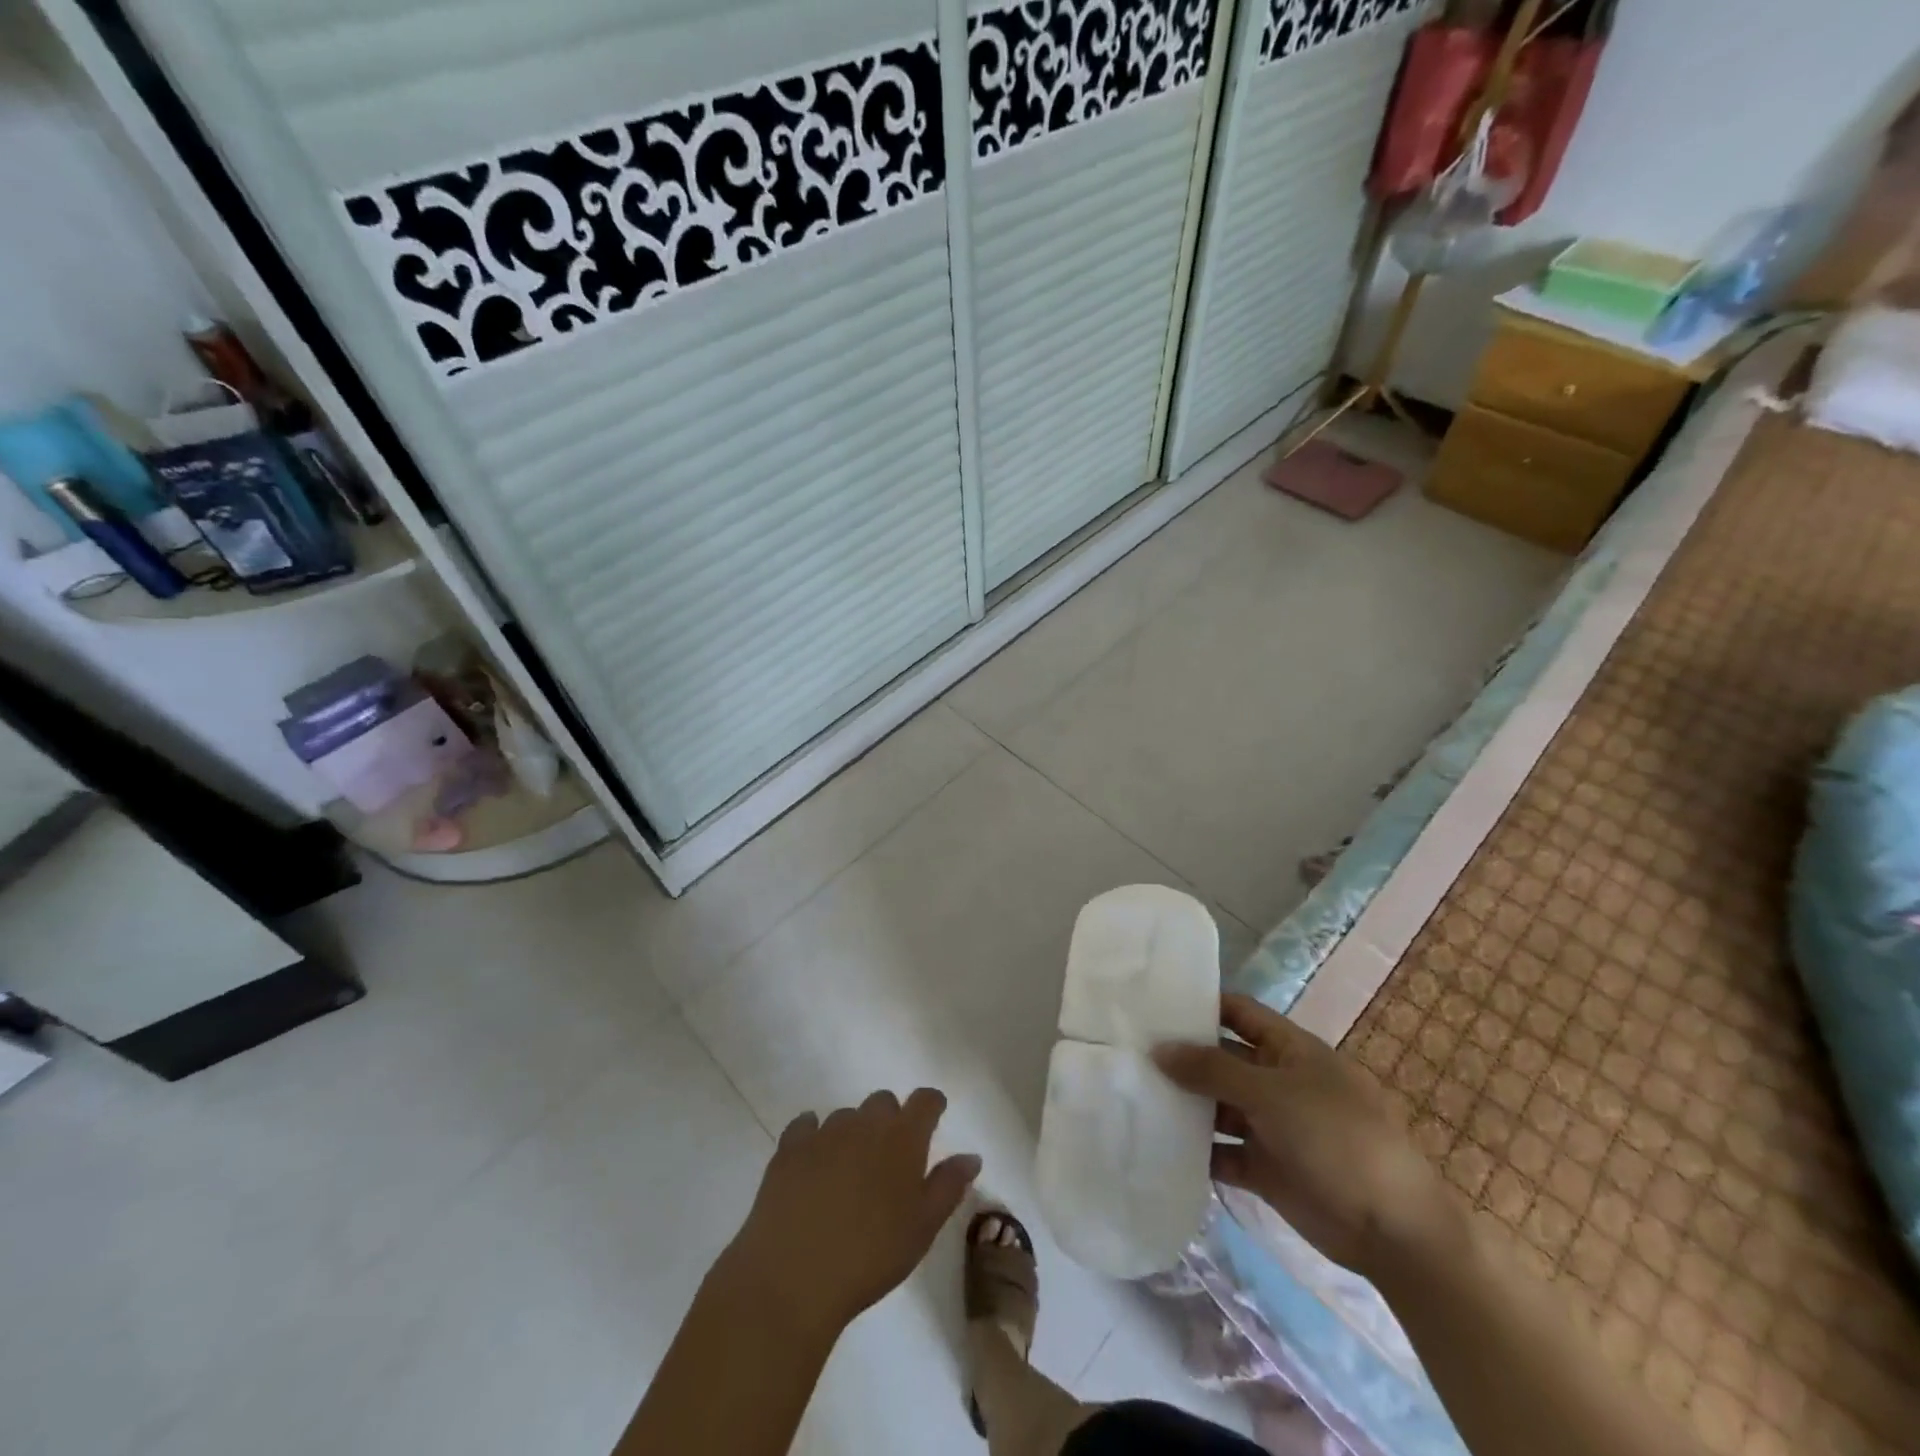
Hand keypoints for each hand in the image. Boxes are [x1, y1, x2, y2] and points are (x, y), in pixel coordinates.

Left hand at [718, 1088, 980, 1340]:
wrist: (794, 1277)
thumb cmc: (870, 1257)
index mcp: (903, 1138)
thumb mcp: (922, 1229)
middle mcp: (865, 1123)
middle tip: (890, 1158)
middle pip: (883, 1102)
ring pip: (846, 1115)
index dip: (931, 1105)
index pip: (925, 1101)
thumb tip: (971, 1156)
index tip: (934, 1116)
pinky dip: (813, 1135)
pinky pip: (805, 1125)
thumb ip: (948, 1186)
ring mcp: (824, 1132)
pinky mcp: (789, 1148)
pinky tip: (813, 1161)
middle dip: (890, 1120)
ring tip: (850, 1171)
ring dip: (853, 1132)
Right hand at [1154, 994, 1453, 1277]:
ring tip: (1134, 1094)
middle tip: (1129, 1051)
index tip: (1153, 1003)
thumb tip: (1158, 1048)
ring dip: (1185, 1104)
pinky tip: (1159, 1143)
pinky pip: (1223, 1150)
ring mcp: (1272, 1126)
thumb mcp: (1272, 1093)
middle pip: (1222, 1059)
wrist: (1393, 1230)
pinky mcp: (1267, 1168)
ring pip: (1218, 1106)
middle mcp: (1277, 1081)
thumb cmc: (1336, 1138)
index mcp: (1289, 1049)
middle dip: (1183, 1056)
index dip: (1201, 1004)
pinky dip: (1197, 1150)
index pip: (1238, 1012)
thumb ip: (1212, 1069)